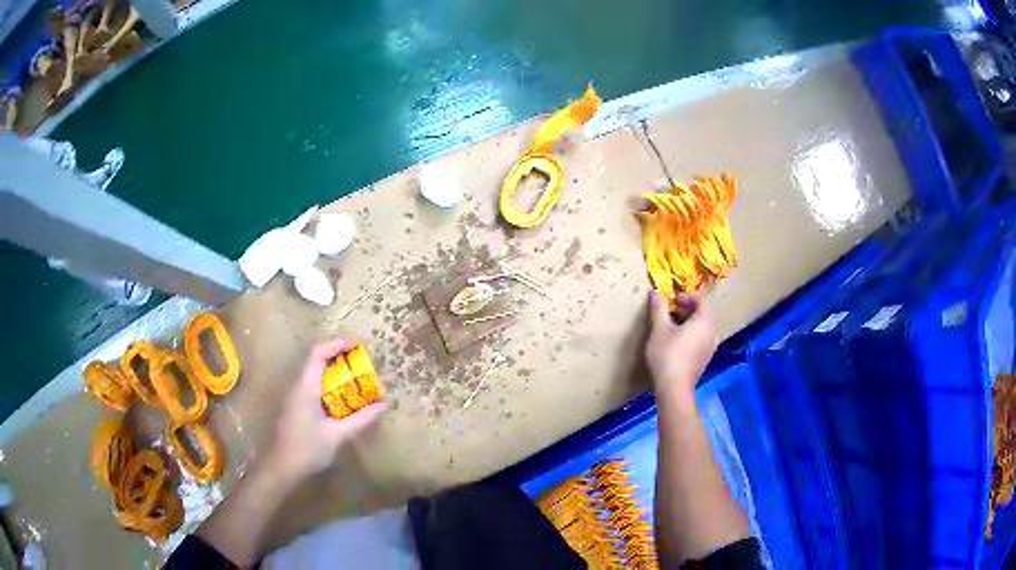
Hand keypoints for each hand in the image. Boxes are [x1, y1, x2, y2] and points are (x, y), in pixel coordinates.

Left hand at [266, 340, 384, 482]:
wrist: (282, 467)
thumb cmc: (308, 449)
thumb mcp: (337, 435)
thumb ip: (360, 419)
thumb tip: (382, 405)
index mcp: (306, 387)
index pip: (319, 353)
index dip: (338, 343)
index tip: (360, 344)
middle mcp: (298, 385)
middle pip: (317, 358)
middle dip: (340, 354)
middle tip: (363, 360)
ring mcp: (295, 395)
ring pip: (315, 371)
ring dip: (335, 368)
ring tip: (357, 374)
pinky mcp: (296, 405)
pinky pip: (314, 383)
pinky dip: (330, 382)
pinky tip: (343, 395)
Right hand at [645, 290, 717, 397]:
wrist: (674, 388)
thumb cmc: (668, 355)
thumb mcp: (659, 329)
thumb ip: (659, 308)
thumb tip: (655, 292)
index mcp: (705, 321)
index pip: (701, 300)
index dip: (687, 296)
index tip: (672, 299)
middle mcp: (712, 332)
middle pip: (703, 313)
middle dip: (686, 308)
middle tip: (669, 310)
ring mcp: (710, 347)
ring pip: (702, 327)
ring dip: (688, 321)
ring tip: (669, 325)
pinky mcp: (705, 359)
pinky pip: (700, 338)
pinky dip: (690, 334)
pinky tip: (675, 342)